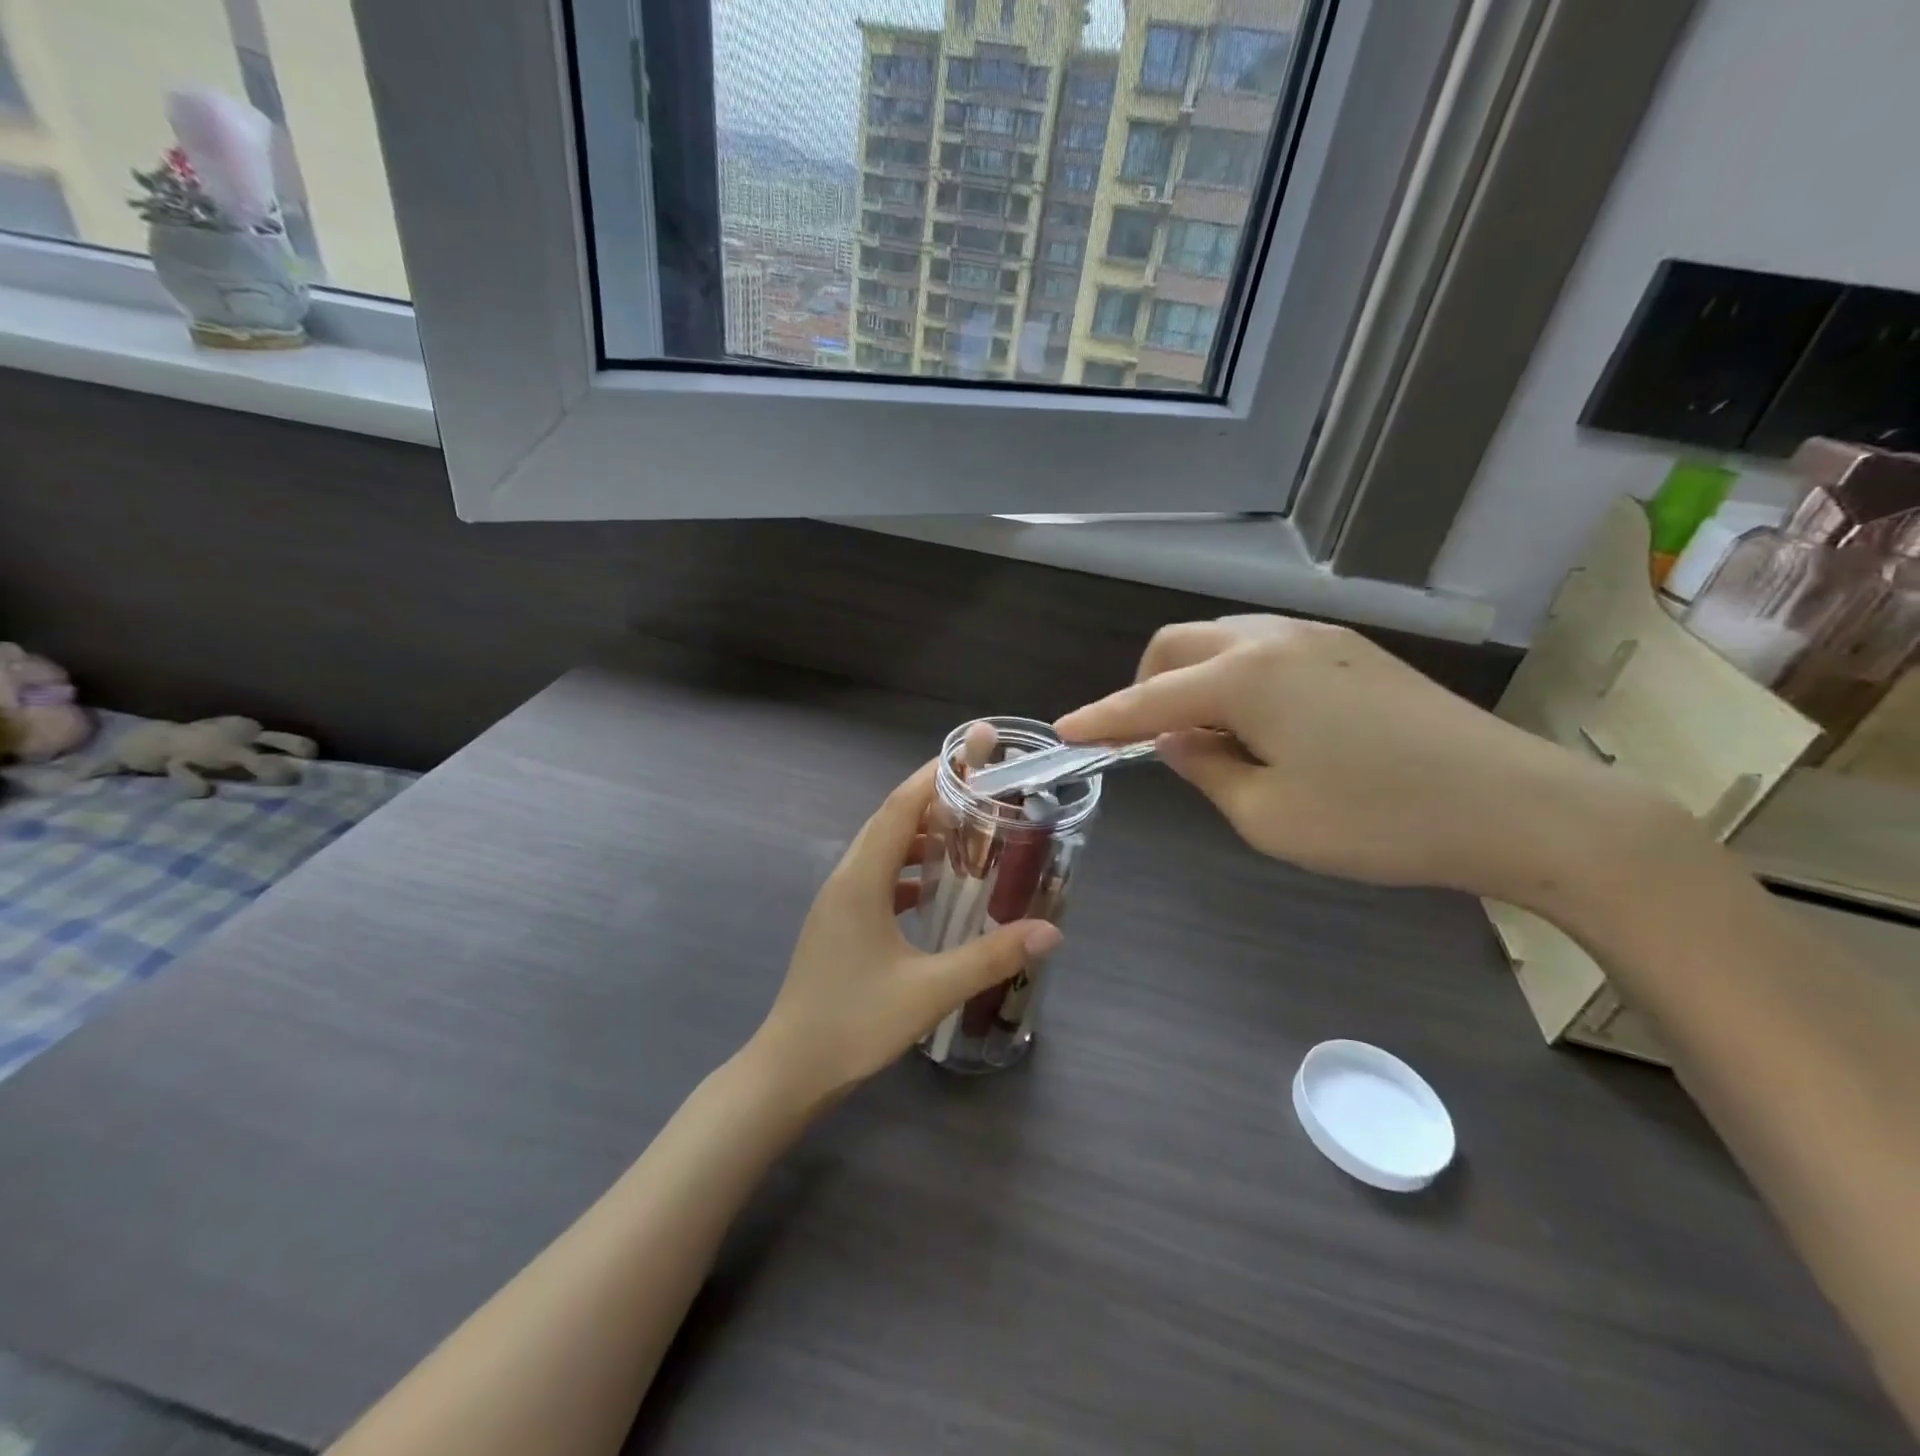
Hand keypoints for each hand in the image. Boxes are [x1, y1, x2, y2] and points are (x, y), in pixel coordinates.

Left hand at [752, 762, 1061, 1097]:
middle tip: (984, 794)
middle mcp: (846, 879)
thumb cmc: (855, 1023)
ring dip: (922, 838)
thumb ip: (991, 956)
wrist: (790, 1069)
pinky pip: (877, 878)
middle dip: (935, 801)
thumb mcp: (930, 990)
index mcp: (861, 880)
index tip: (973, 754)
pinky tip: (936, 891)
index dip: (935, 776)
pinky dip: (908, 871)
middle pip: (891, 821)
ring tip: (969, 838)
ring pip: (883, 851)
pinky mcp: (839, 923)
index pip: (901, 807)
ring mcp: (838, 901)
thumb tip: (1051, 931)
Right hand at [1056, 615, 1675, 907]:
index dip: (1101, 719)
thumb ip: (1205, 769)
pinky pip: (1264, 648)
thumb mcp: (1268, 816)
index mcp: (1243, 677)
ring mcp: (1317, 637)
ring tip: (1208, 736)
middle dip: (1145, 687)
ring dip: (1193, 679)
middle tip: (1148, 741)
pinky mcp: (1351, 649)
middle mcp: (1272, 638)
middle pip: (1178, 645)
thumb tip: (1174, 740)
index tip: (1064, 733)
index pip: (1147, 699)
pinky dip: (1235, 677)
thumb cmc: (1377, 820)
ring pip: (1222, 640)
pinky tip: (1260, 723)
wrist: (1518, 805)